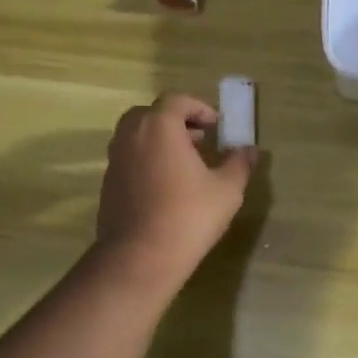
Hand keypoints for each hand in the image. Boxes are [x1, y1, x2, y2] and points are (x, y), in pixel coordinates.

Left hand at [95, 94, 257, 284]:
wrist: (140, 257)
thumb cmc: (188, 215)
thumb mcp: (226, 189)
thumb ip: (239, 163)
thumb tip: (250, 149)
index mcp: (158, 126)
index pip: (177, 101)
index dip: (199, 108)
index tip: (216, 126)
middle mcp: (131, 135)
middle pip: (151, 114)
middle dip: (176, 122)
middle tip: (199, 140)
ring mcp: (114, 160)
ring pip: (137, 137)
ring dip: (160, 141)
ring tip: (184, 163)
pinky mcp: (107, 184)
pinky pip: (129, 159)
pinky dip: (147, 160)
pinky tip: (165, 186)